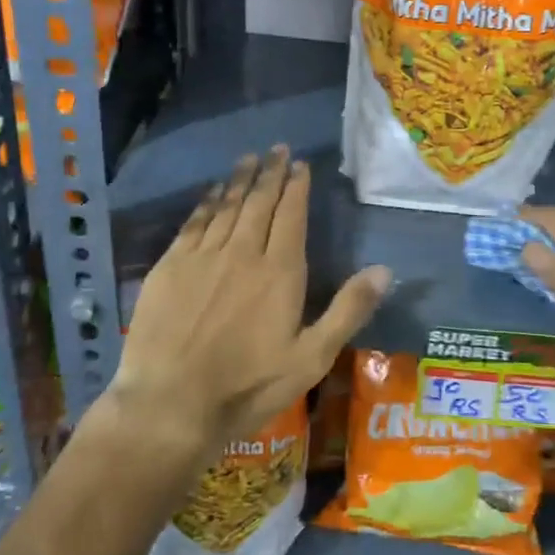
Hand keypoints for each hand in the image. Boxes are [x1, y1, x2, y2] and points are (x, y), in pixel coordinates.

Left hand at [112, 146, 390, 458]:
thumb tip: (385, 270)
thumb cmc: (248, 385)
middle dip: (271, 173)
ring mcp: (202, 257)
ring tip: (249, 159)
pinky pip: (194, 223)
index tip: (300, 164)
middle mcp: (242, 252)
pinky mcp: (170, 267)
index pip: (291, 215)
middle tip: (277, 149)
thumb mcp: (311, 358)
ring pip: (227, 206)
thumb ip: (348, 310)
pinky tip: (213, 192)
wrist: (171, 404)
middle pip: (259, 202)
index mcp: (280, 271)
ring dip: (240, 180)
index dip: (297, 187)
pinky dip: (207, 202)